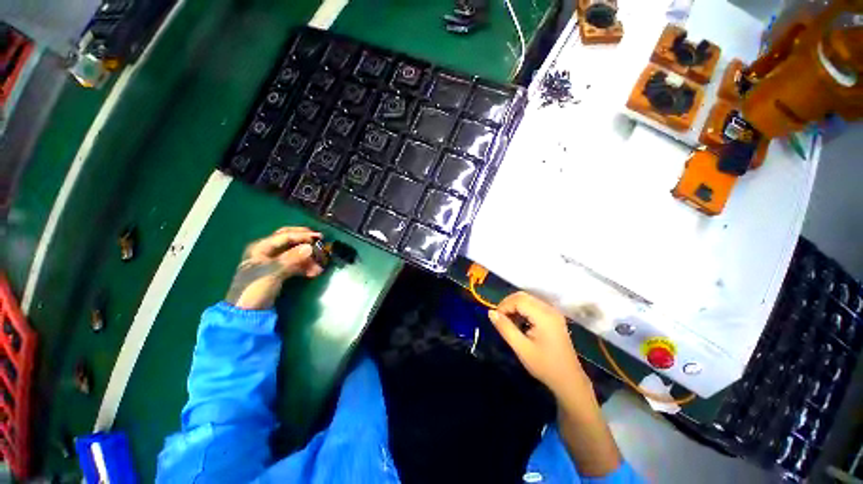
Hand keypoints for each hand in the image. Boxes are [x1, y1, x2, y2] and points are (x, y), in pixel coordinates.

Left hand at [225, 227, 322, 309]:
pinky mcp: (278, 272)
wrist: (247, 312)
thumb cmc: (255, 289)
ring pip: (294, 253)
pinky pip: (295, 264)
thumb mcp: (273, 272)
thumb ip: (292, 258)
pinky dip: (304, 266)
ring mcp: (272, 262)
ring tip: (319, 268)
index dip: (303, 236)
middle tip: (320, 242)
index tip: (320, 237)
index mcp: (261, 247)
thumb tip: (310, 247)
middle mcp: (266, 251)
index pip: (285, 236)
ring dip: (307, 258)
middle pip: (289, 240)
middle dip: (305, 242)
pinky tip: (313, 273)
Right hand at [489, 292, 586, 396]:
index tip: (496, 319)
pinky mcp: (553, 317)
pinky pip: (533, 306)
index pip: (518, 299)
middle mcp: (549, 309)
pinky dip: (523, 311)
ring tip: (509, 323)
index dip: (504, 306)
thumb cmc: (544, 366)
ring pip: (527, 300)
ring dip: (515, 308)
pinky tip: (520, 324)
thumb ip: (505, 328)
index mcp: (544, 316)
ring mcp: (553, 312)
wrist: (569, 381)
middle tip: (500, 320)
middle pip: (523, 296)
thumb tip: (491, 312)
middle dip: (508, 305)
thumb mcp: (521, 348)